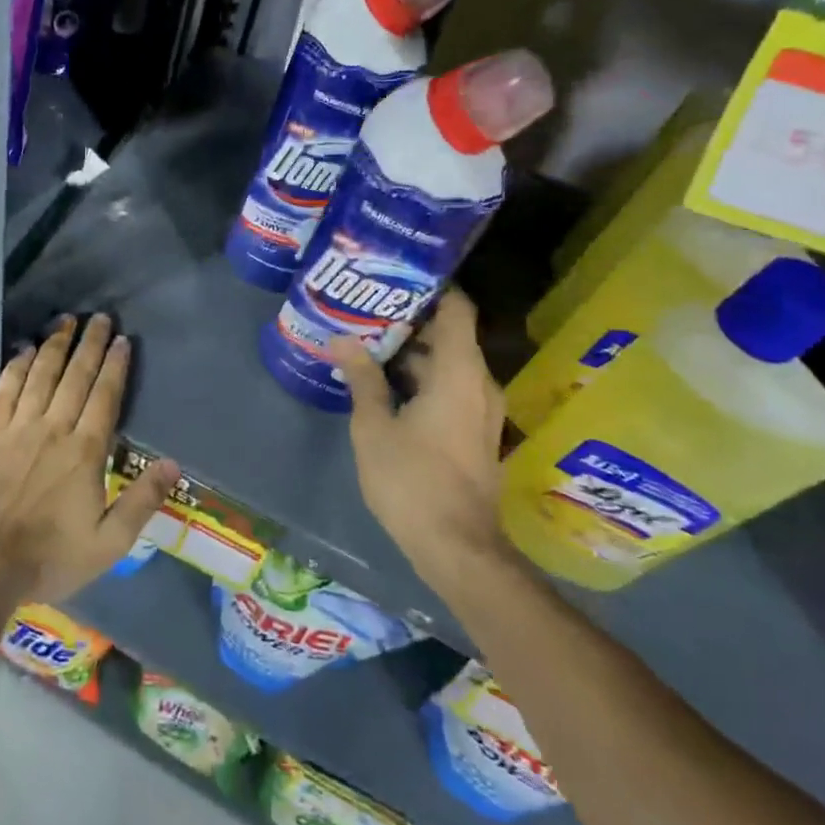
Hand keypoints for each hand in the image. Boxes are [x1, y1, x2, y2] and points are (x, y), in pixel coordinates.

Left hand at [0, 314, 178, 617]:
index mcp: (85, 451)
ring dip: (54, 346)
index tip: (122, 339)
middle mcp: (52, 429)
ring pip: (40, 376)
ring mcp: (16, 429)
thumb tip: (174, 464)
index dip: (115, 366)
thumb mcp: (107, 543)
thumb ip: (141, 501)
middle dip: (89, 344)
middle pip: (75, 377)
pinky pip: (4, 391)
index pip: (105, 396)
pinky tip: (22, 351)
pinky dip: (15, 368)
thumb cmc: (47, 559)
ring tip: (65, 321)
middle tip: (99, 317)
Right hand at [330, 292, 515, 598]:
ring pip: (449, 365)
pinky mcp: (475, 433)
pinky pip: (452, 389)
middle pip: (450, 336)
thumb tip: (343, 338)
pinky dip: (424, 379)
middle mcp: (479, 384)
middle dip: (411, 321)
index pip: (457, 309)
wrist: (458, 548)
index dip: (433, 287)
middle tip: (367, 310)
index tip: (398, 275)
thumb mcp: (374, 427)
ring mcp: (481, 411)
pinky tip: (386, 385)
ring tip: (369, 343)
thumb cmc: (412, 481)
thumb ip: (362, 378)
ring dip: (414, 354)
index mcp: (458, 373)